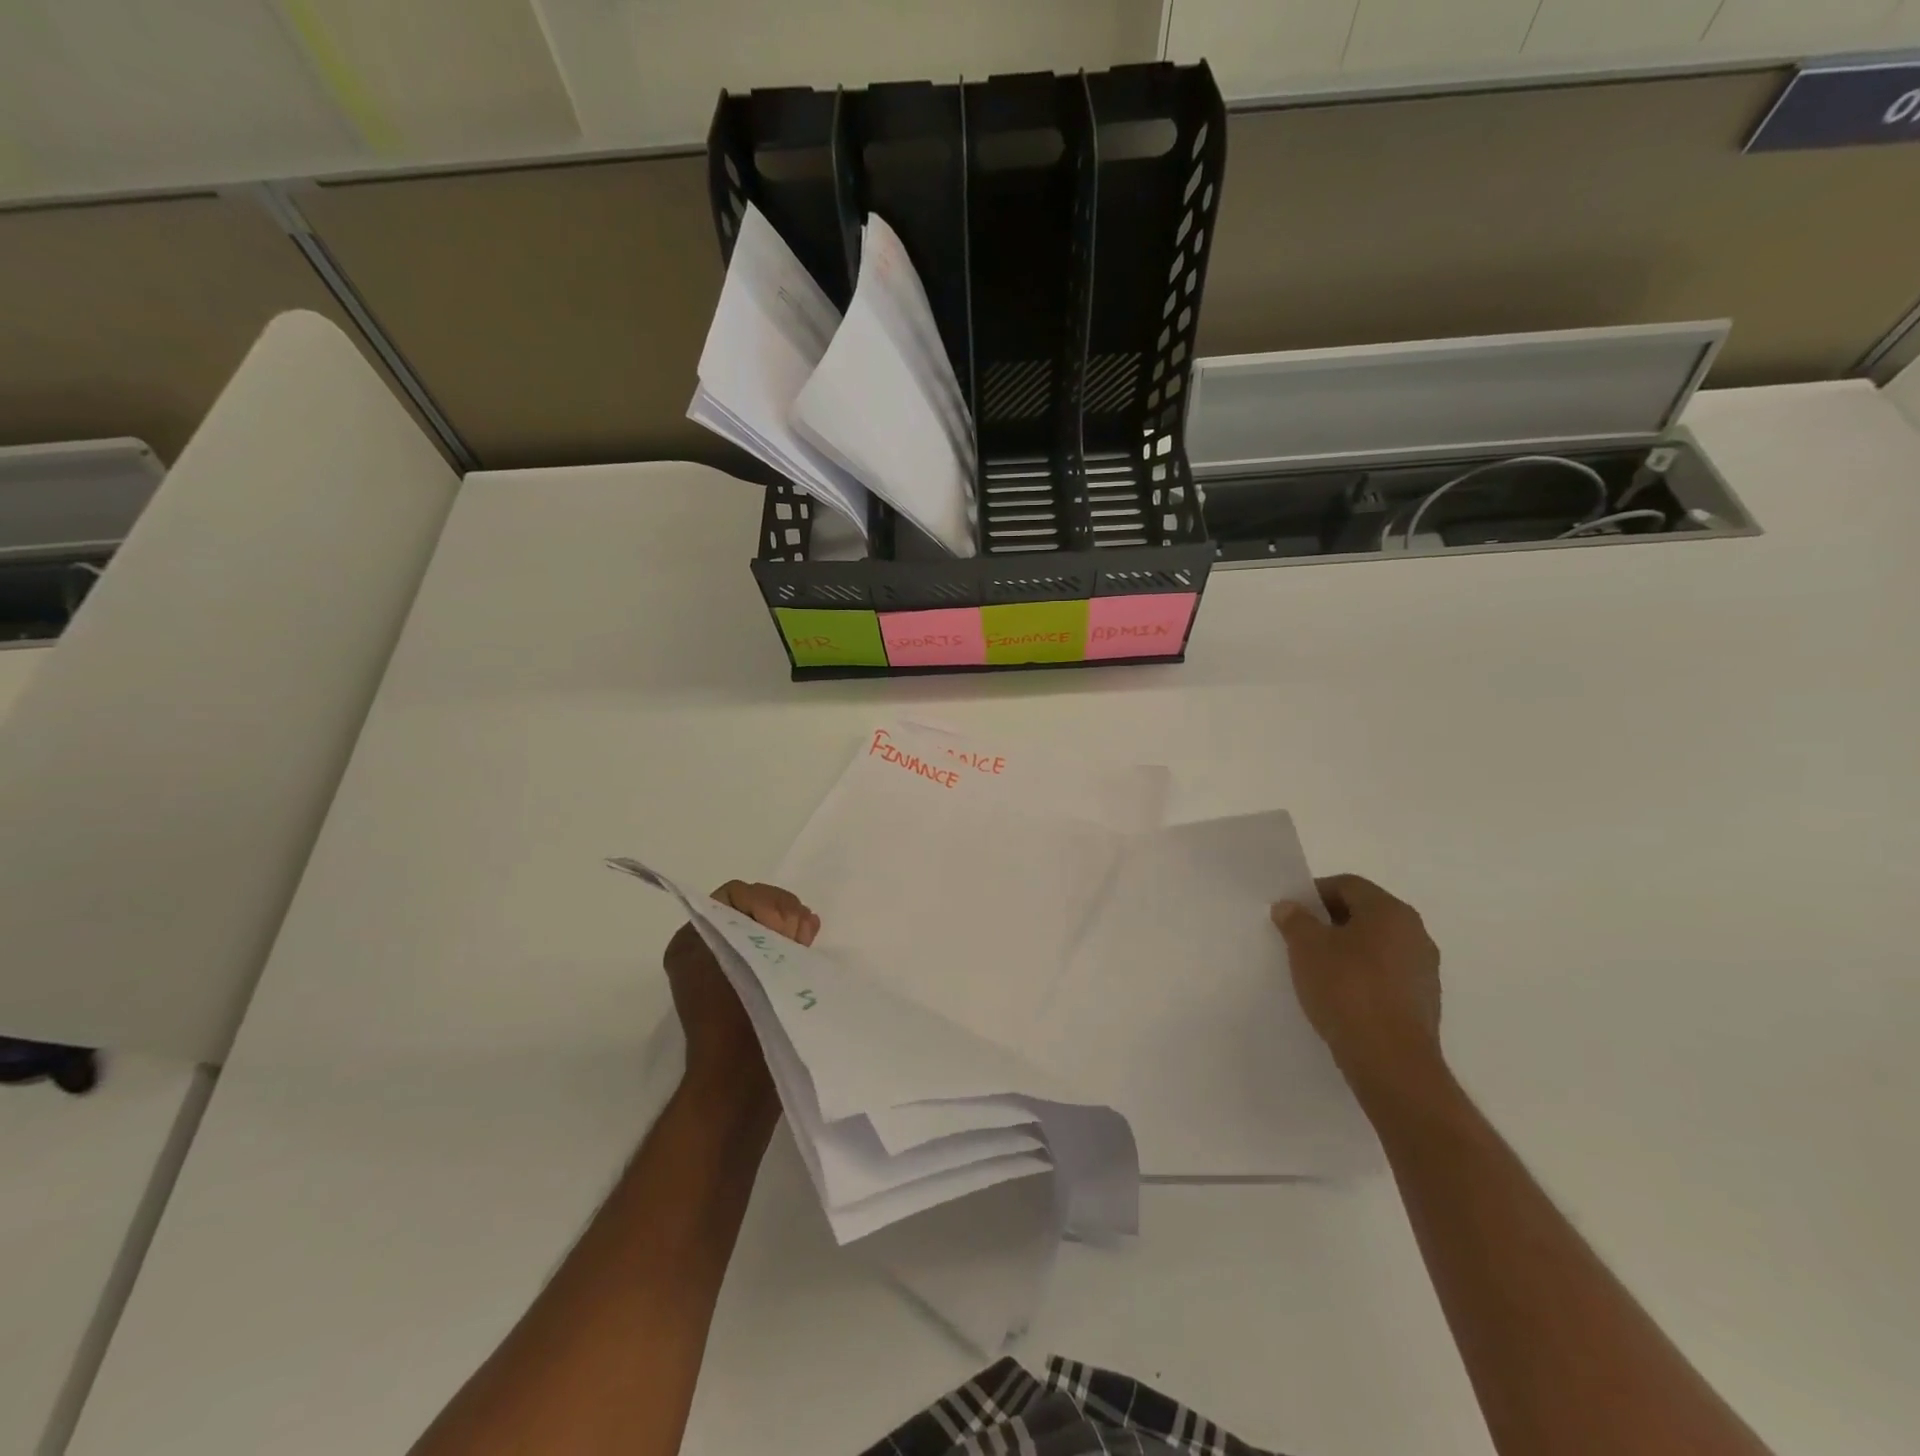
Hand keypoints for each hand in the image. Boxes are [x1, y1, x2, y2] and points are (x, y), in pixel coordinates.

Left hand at [664, 881, 818, 1096]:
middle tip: (799, 932)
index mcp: (692, 940)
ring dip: (791, 924)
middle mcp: (708, 949)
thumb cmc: (734, 1017)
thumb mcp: (738, 955)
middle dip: (781, 911)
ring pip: (767, 925)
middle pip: (752, 906)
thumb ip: (761, 923)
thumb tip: (789, 922)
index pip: (733, 895)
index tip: (779, 927)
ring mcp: (732, 967)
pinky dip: (793, 941)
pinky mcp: (755, 983)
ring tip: (807, 937)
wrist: (739, 1082)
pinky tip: (809, 942)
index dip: (763, 902)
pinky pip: (775, 948)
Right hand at [1271, 874, 1442, 1092]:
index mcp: (1390, 911)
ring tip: (1316, 969)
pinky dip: (1363, 976)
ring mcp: (1424, 970)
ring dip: (1347, 950)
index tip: (1291, 912)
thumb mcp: (1306, 947)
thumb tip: (1290, 906)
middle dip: (1329, 922)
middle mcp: (1415, 933)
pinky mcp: (1424, 1002)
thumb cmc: (1347, 989)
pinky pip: (1386, 975)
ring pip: (1376, 946)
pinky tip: (1340, 996)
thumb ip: (1295, 920)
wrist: (1390, 1061)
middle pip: (1364, 914)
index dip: (1314, 892)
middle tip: (1299, 938)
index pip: (1347, 885)